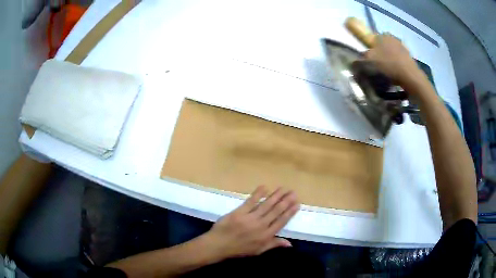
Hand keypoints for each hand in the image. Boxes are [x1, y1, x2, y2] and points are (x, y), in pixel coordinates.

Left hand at [204, 186, 298, 258]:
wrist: (219, 245)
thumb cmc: (239, 249)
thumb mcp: (258, 251)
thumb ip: (274, 245)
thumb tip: (290, 243)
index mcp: (266, 236)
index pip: (281, 221)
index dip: (290, 212)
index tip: (297, 204)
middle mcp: (261, 225)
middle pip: (276, 211)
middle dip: (286, 201)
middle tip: (293, 192)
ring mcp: (250, 218)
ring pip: (266, 205)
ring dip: (276, 196)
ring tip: (283, 189)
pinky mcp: (239, 212)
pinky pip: (251, 201)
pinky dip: (258, 194)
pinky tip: (265, 187)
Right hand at [364, 34, 422, 87]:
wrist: (410, 76)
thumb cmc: (388, 65)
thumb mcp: (369, 61)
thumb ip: (360, 59)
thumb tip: (354, 60)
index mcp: (382, 35)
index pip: (373, 38)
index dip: (370, 48)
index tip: (370, 58)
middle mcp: (392, 37)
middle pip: (382, 45)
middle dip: (380, 54)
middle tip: (378, 66)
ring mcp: (403, 47)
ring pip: (391, 52)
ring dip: (389, 60)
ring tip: (388, 72)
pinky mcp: (410, 57)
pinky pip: (399, 59)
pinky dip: (397, 65)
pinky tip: (396, 73)